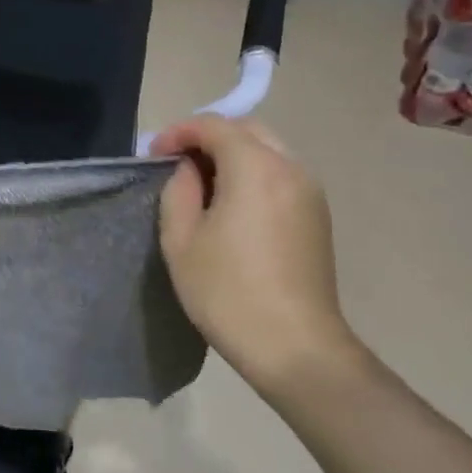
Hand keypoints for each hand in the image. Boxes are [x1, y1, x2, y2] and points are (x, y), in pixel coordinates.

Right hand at [152, 115, 361, 394]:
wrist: (295, 347)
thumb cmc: (228, 291)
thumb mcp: (180, 239)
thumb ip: (178, 191)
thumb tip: (188, 171)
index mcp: (255, 168)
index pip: (214, 126)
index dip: (178, 133)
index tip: (153, 155)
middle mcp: (290, 168)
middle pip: (247, 130)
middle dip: (208, 138)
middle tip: (177, 164)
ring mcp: (310, 192)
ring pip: (268, 150)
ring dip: (233, 155)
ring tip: (202, 185)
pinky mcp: (318, 215)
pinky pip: (281, 174)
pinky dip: (253, 173)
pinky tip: (232, 204)